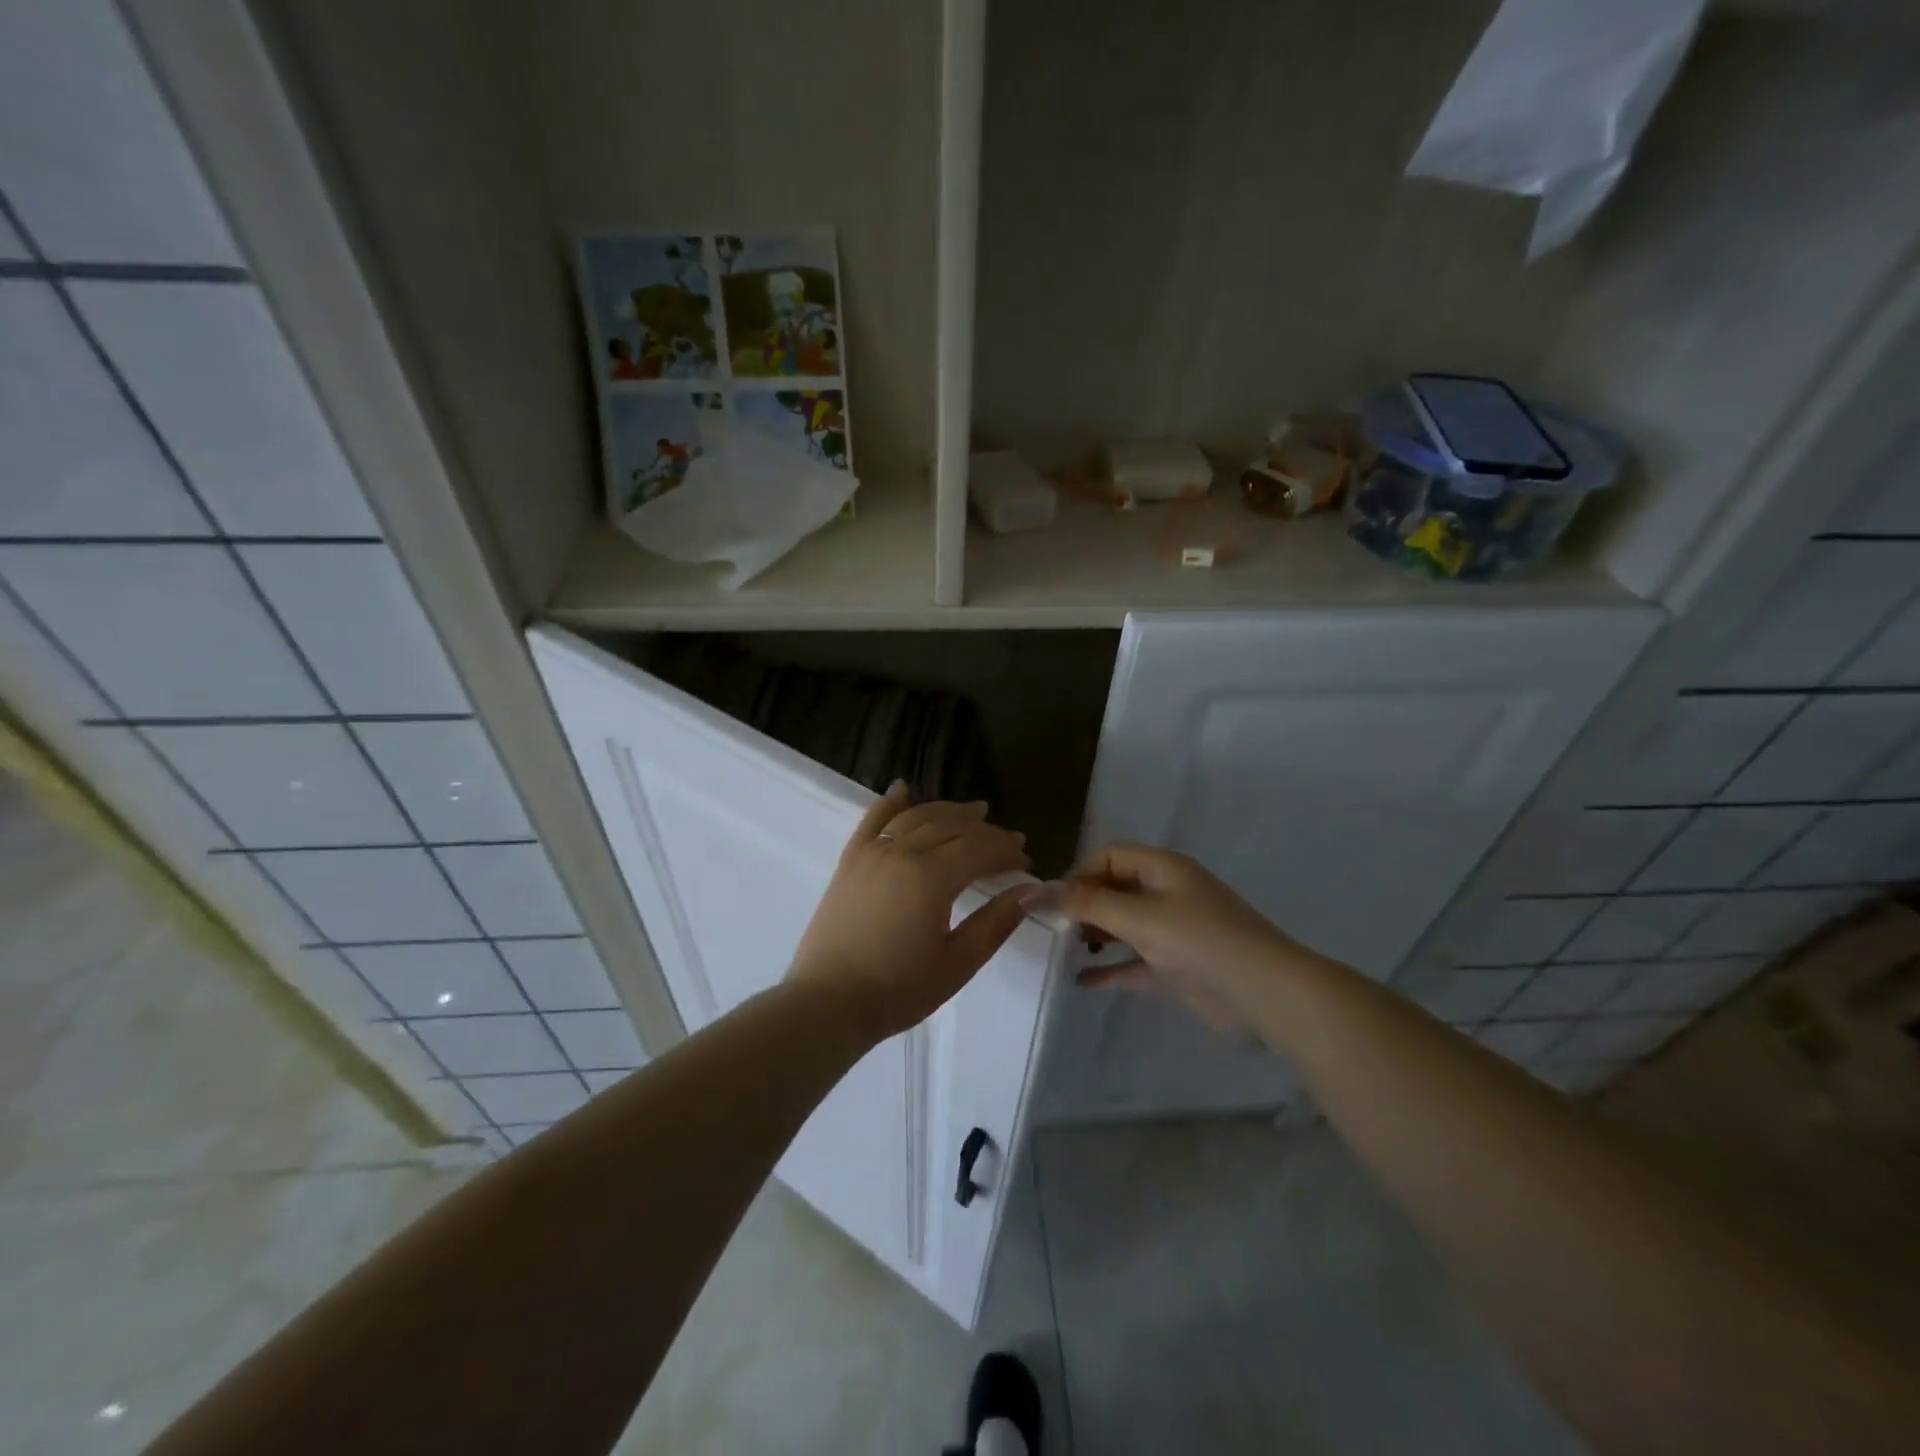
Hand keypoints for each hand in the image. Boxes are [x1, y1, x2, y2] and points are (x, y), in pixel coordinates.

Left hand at [788, 783, 1036, 1042]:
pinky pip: (873, 819)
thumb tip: (1032, 890)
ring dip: (949, 811)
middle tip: (1010, 842)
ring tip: (975, 812)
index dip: (1007, 852)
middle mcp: (902, 852)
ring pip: (917, 817)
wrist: (828, 1003)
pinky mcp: (850, 860)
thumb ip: (997, 921)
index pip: (980, 849)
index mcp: (932, 877)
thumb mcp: (958, 962)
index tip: (1026, 863)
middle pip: (952, 827)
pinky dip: (891, 802)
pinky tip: (904, 788)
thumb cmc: (898, 990)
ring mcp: (872, 852)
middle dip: (986, 831)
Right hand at [1054, 842, 1310, 1034]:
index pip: (1110, 857)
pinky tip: (1082, 981)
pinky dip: (1111, 968)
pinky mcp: (1177, 967)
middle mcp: (1167, 894)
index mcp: (1163, 869)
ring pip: (1124, 925)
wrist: (1264, 994)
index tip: (1057, 905)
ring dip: (1096, 935)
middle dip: (1084, 906)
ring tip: (1069, 950)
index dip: (1080, 875)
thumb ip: (1086, 905)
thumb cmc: (1200, 942)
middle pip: (1114, 889)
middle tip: (1059, 931)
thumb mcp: (1139, 917)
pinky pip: (1135, 962)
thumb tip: (1034, 893)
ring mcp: (1173, 932)